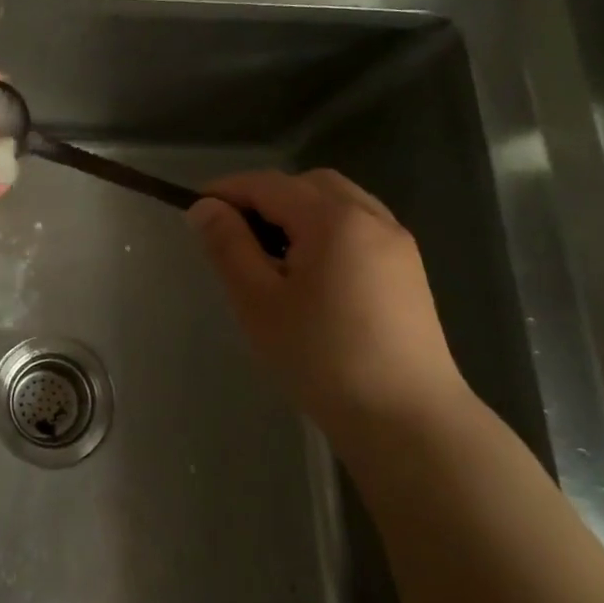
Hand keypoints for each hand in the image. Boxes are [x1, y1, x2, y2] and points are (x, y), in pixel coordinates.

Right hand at [187, 169, 469, 434]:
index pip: (269, 184)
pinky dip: (326, 229)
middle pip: (307, 184)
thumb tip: (205, 207)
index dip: (228, 190)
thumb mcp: (258, 301)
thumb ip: (228, 246)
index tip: (194, 210)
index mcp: (333, 219)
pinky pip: (359, 226)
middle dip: (265, 197)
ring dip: (298, 211)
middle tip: (234, 233)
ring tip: (271, 253)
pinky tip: (311, 271)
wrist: (407, 419)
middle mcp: (371, 217)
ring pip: (337, 202)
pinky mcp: (409, 269)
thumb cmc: (321, 357)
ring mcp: (397, 242)